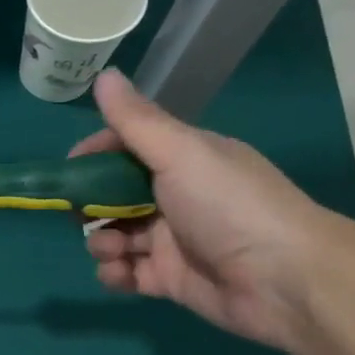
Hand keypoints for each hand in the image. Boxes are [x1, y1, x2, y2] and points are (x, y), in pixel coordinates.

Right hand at [72, 70, 354, 351]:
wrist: (284, 279)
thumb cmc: (229, 206)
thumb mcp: (180, 153)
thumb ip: (136, 120)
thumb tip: (103, 75)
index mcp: (185, 160)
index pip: (128, 149)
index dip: (96, 156)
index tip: (70, 170)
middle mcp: (177, 196)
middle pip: (115, 196)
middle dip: (91, 206)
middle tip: (82, 217)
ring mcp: (172, 240)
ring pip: (116, 236)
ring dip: (101, 243)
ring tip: (111, 250)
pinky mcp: (170, 279)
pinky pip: (127, 273)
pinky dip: (115, 273)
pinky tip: (119, 273)